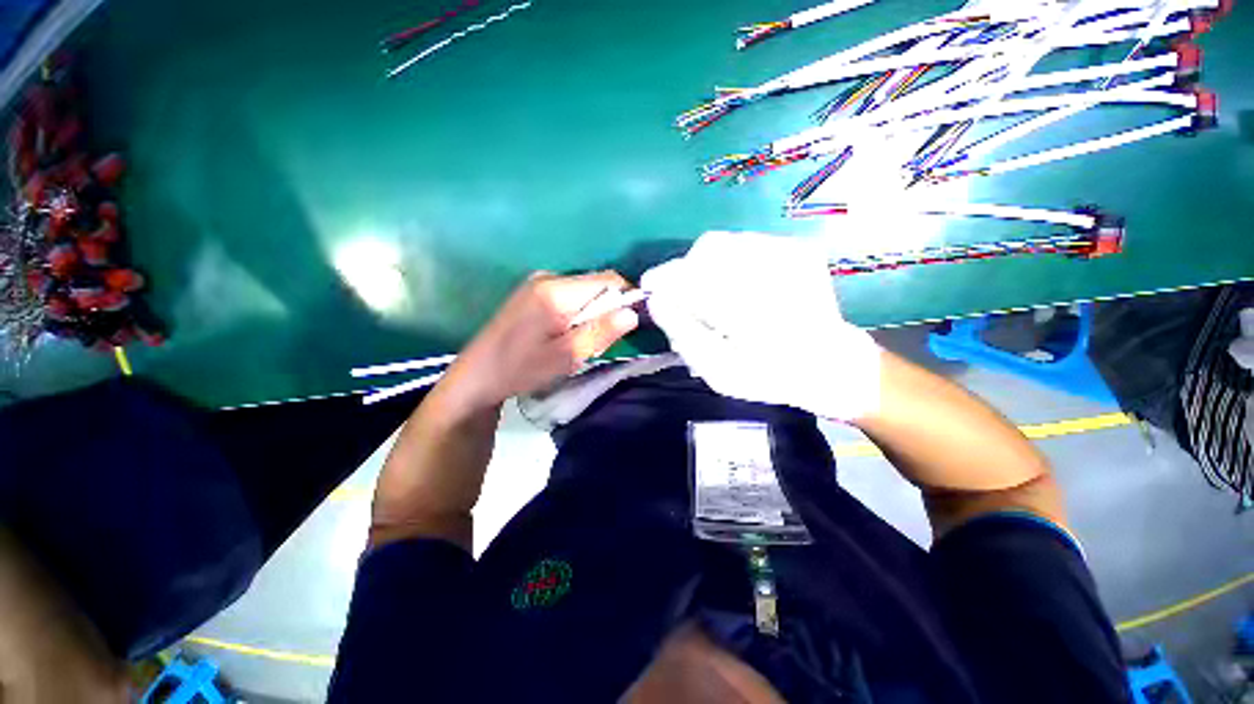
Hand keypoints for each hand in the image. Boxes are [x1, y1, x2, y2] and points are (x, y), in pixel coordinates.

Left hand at [440, 271, 639, 413]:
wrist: (478, 375)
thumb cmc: (521, 369)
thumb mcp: (566, 357)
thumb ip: (600, 332)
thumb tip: (633, 313)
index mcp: (556, 290)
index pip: (608, 280)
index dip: (626, 299)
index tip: (627, 326)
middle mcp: (548, 277)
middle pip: (596, 284)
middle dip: (607, 310)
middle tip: (596, 341)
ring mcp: (539, 282)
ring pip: (585, 291)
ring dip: (592, 313)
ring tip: (577, 341)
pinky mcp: (534, 290)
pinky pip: (570, 295)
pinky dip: (578, 313)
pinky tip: (564, 334)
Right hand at [640, 231, 881, 420]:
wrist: (833, 366)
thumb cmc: (771, 376)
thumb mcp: (719, 371)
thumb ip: (683, 334)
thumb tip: (656, 300)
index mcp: (751, 307)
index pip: (691, 276)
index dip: (663, 279)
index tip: (650, 289)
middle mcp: (773, 270)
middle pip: (706, 250)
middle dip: (685, 272)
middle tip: (684, 299)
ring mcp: (790, 254)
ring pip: (724, 243)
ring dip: (705, 266)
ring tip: (710, 295)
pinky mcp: (797, 250)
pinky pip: (745, 244)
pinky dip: (728, 262)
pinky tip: (734, 287)